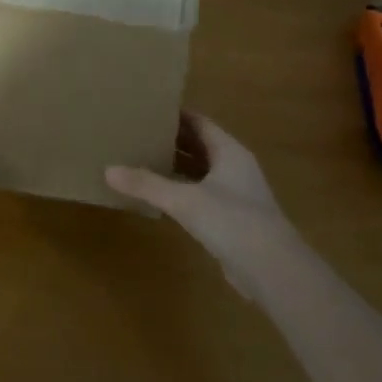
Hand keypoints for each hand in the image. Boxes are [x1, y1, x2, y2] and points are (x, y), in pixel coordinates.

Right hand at [106, 114, 302, 301]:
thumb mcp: (184, 200)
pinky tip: (160, 197)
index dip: (174, 115)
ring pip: (201, 171)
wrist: (273, 270)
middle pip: (200, 145)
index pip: (199, 123)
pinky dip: (182, 191)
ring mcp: (236, 194)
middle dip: (171, 140)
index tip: (146, 110)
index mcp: (229, 151)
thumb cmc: (232, 221)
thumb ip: (147, 184)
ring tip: (141, 160)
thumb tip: (108, 170)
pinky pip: (202, 195)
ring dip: (176, 166)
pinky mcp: (233, 219)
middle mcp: (235, 167)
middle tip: (137, 133)